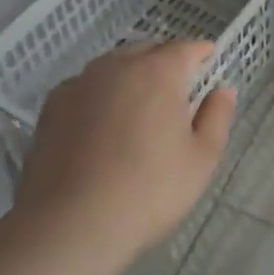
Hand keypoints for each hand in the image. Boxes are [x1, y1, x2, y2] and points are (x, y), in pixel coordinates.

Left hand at [11, 41, 235, 266]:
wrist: (69, 226)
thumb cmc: (148, 191)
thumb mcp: (201, 159)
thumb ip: (217, 117)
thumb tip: (223, 90)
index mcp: (158, 71)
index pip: (185, 48)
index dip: (200, 53)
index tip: (208, 62)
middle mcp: (117, 66)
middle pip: (147, 51)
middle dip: (165, 61)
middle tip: (176, 88)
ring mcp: (79, 84)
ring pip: (113, 66)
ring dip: (130, 75)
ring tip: (138, 105)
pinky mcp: (51, 108)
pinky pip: (85, 88)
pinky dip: (99, 95)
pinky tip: (101, 124)